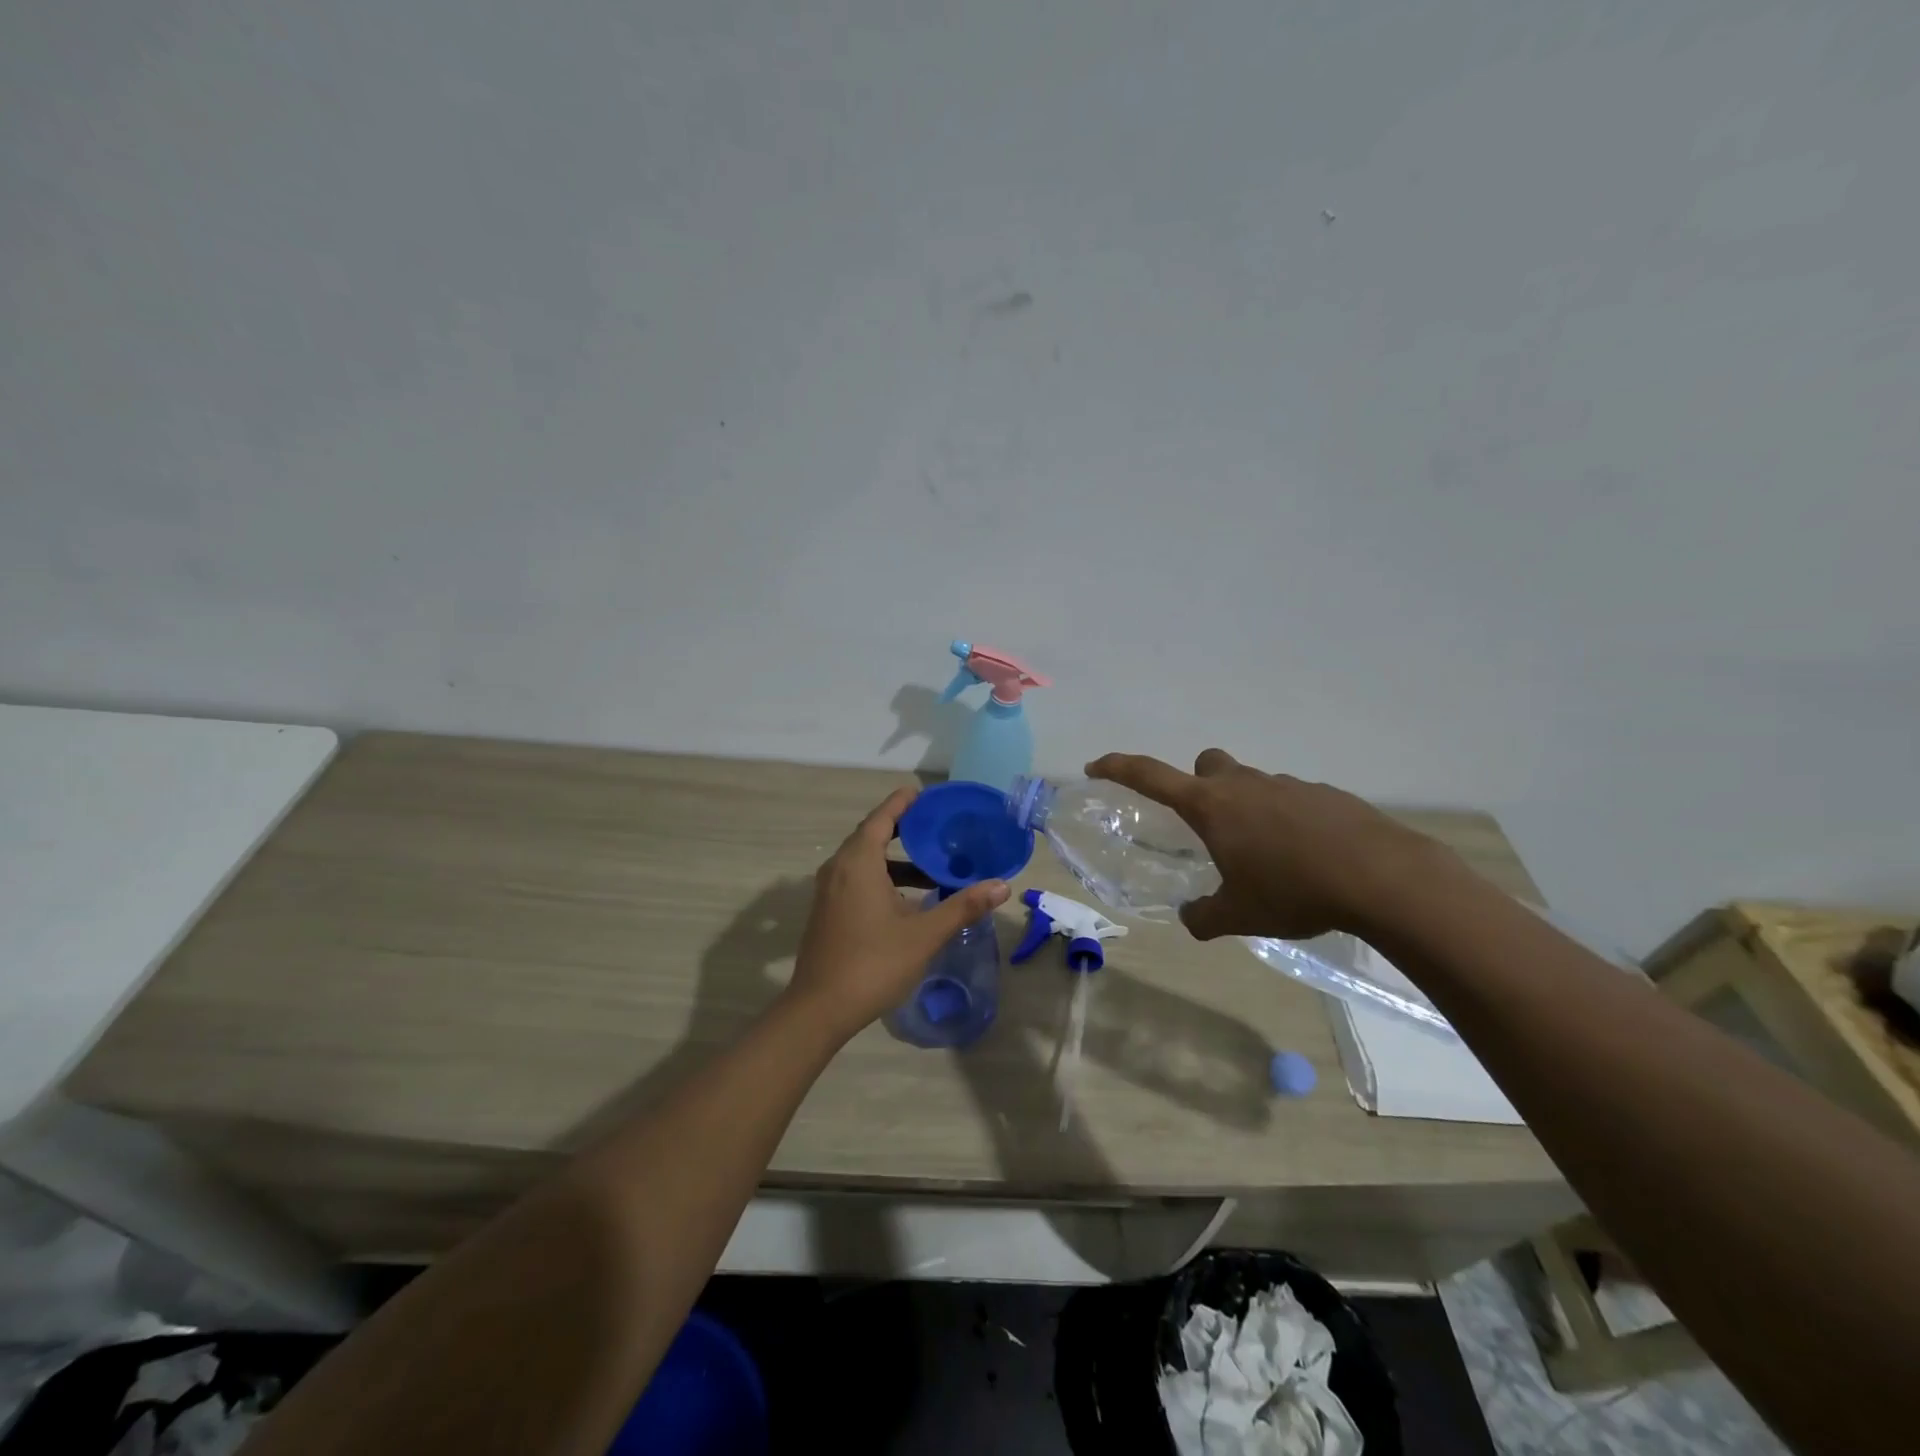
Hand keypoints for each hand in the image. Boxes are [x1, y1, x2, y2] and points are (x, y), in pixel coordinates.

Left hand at [788, 787, 1011, 1038]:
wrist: (820, 1009)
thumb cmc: (874, 964)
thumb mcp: (925, 934)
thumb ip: (963, 906)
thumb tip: (1002, 886)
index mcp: (858, 863)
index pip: (882, 817)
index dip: (904, 802)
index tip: (927, 795)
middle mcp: (839, 868)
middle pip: (872, 835)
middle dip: (904, 829)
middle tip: (938, 828)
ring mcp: (829, 891)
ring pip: (864, 861)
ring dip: (896, 860)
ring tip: (932, 866)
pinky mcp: (828, 911)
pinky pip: (857, 879)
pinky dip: (882, 877)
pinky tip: (909, 899)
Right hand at [1084, 749, 1443, 940]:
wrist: (1382, 877)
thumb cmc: (1294, 891)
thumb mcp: (1240, 915)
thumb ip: (1205, 916)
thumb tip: (1192, 917)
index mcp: (1211, 806)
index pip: (1150, 776)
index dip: (1118, 768)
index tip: (1096, 766)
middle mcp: (1244, 785)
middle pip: (1208, 765)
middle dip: (1200, 786)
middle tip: (1210, 827)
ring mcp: (1288, 785)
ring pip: (1253, 784)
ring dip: (1248, 809)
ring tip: (1268, 858)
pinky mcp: (1326, 795)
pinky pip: (1292, 799)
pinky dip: (1287, 821)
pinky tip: (1308, 858)